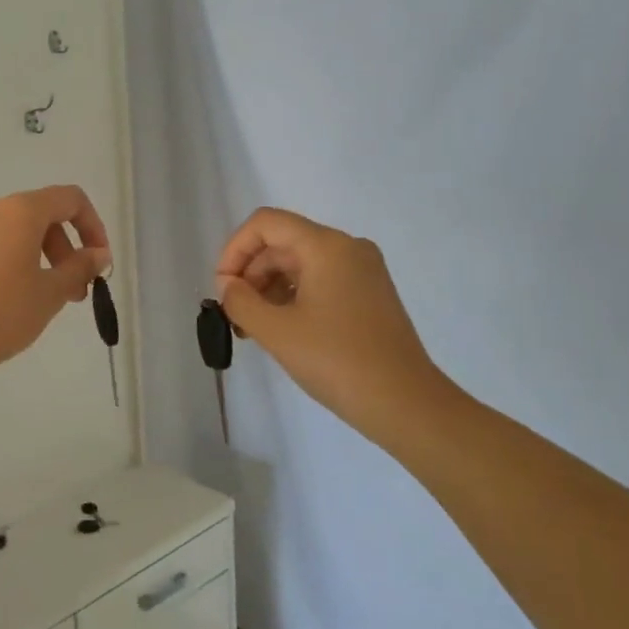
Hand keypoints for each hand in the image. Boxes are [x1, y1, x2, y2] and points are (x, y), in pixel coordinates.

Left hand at [0, 186, 111, 394]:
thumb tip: (98, 254)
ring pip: (6, 232)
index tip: (97, 262)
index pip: (69, 199)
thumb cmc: (0, 314)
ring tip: (34, 297)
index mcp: (19, 211)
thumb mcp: (50, 294)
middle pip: (36, 216)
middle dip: (61, 249)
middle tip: (71, 291)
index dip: (92, 226)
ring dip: (30, 257)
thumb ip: (80, 268)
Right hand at [215, 208, 459, 444]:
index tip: (223, 289)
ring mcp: (363, 271)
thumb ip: (240, 302)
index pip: (266, 224)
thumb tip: (229, 286)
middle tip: (234, 315)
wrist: (406, 404)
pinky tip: (281, 330)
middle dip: (250, 273)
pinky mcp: (369, 294)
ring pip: (300, 263)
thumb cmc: (337, 361)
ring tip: (253, 329)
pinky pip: (320, 281)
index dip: (234, 249)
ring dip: (269, 289)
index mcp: (326, 246)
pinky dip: (293, 298)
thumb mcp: (276, 331)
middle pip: (282, 243)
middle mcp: (347, 248)